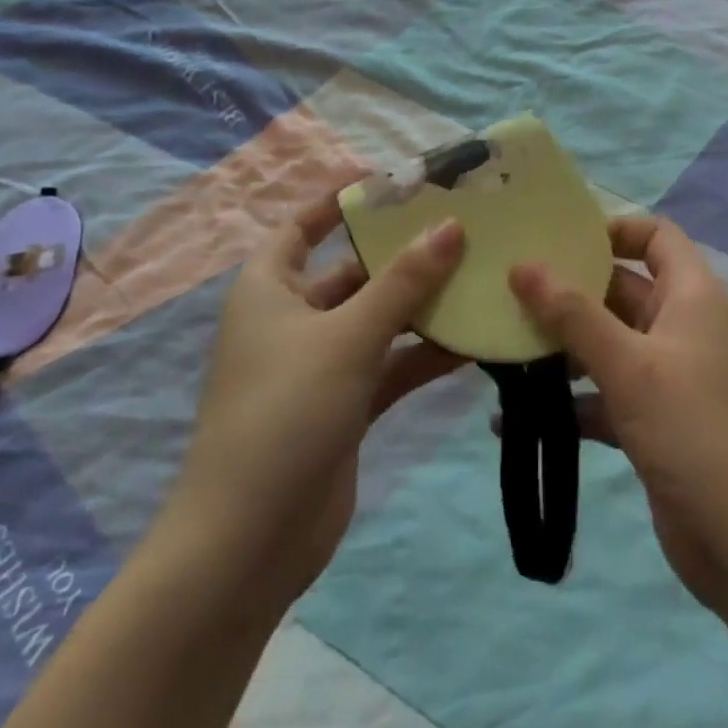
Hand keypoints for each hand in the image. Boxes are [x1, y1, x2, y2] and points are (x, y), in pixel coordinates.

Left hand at [164, 192, 467, 610]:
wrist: (248, 544)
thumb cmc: (286, 413)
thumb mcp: (348, 336)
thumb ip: (404, 281)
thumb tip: (451, 226)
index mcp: (270, 289)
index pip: (304, 226)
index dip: (342, 201)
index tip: (396, 183)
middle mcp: (292, 320)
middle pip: (353, 271)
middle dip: (402, 253)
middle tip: (461, 227)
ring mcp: (320, 365)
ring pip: (378, 319)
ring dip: (421, 305)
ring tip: (479, 276)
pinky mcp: (344, 405)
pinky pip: (389, 364)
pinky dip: (423, 353)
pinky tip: (472, 341)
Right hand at [509, 216, 727, 615]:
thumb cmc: (694, 431)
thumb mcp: (630, 365)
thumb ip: (573, 314)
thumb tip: (522, 264)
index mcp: (691, 295)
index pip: (656, 235)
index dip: (614, 228)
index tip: (559, 239)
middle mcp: (680, 326)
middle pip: (621, 287)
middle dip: (570, 289)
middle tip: (509, 288)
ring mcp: (666, 376)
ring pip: (607, 342)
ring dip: (562, 345)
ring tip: (503, 346)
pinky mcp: (652, 421)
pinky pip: (603, 394)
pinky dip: (569, 400)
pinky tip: (514, 417)